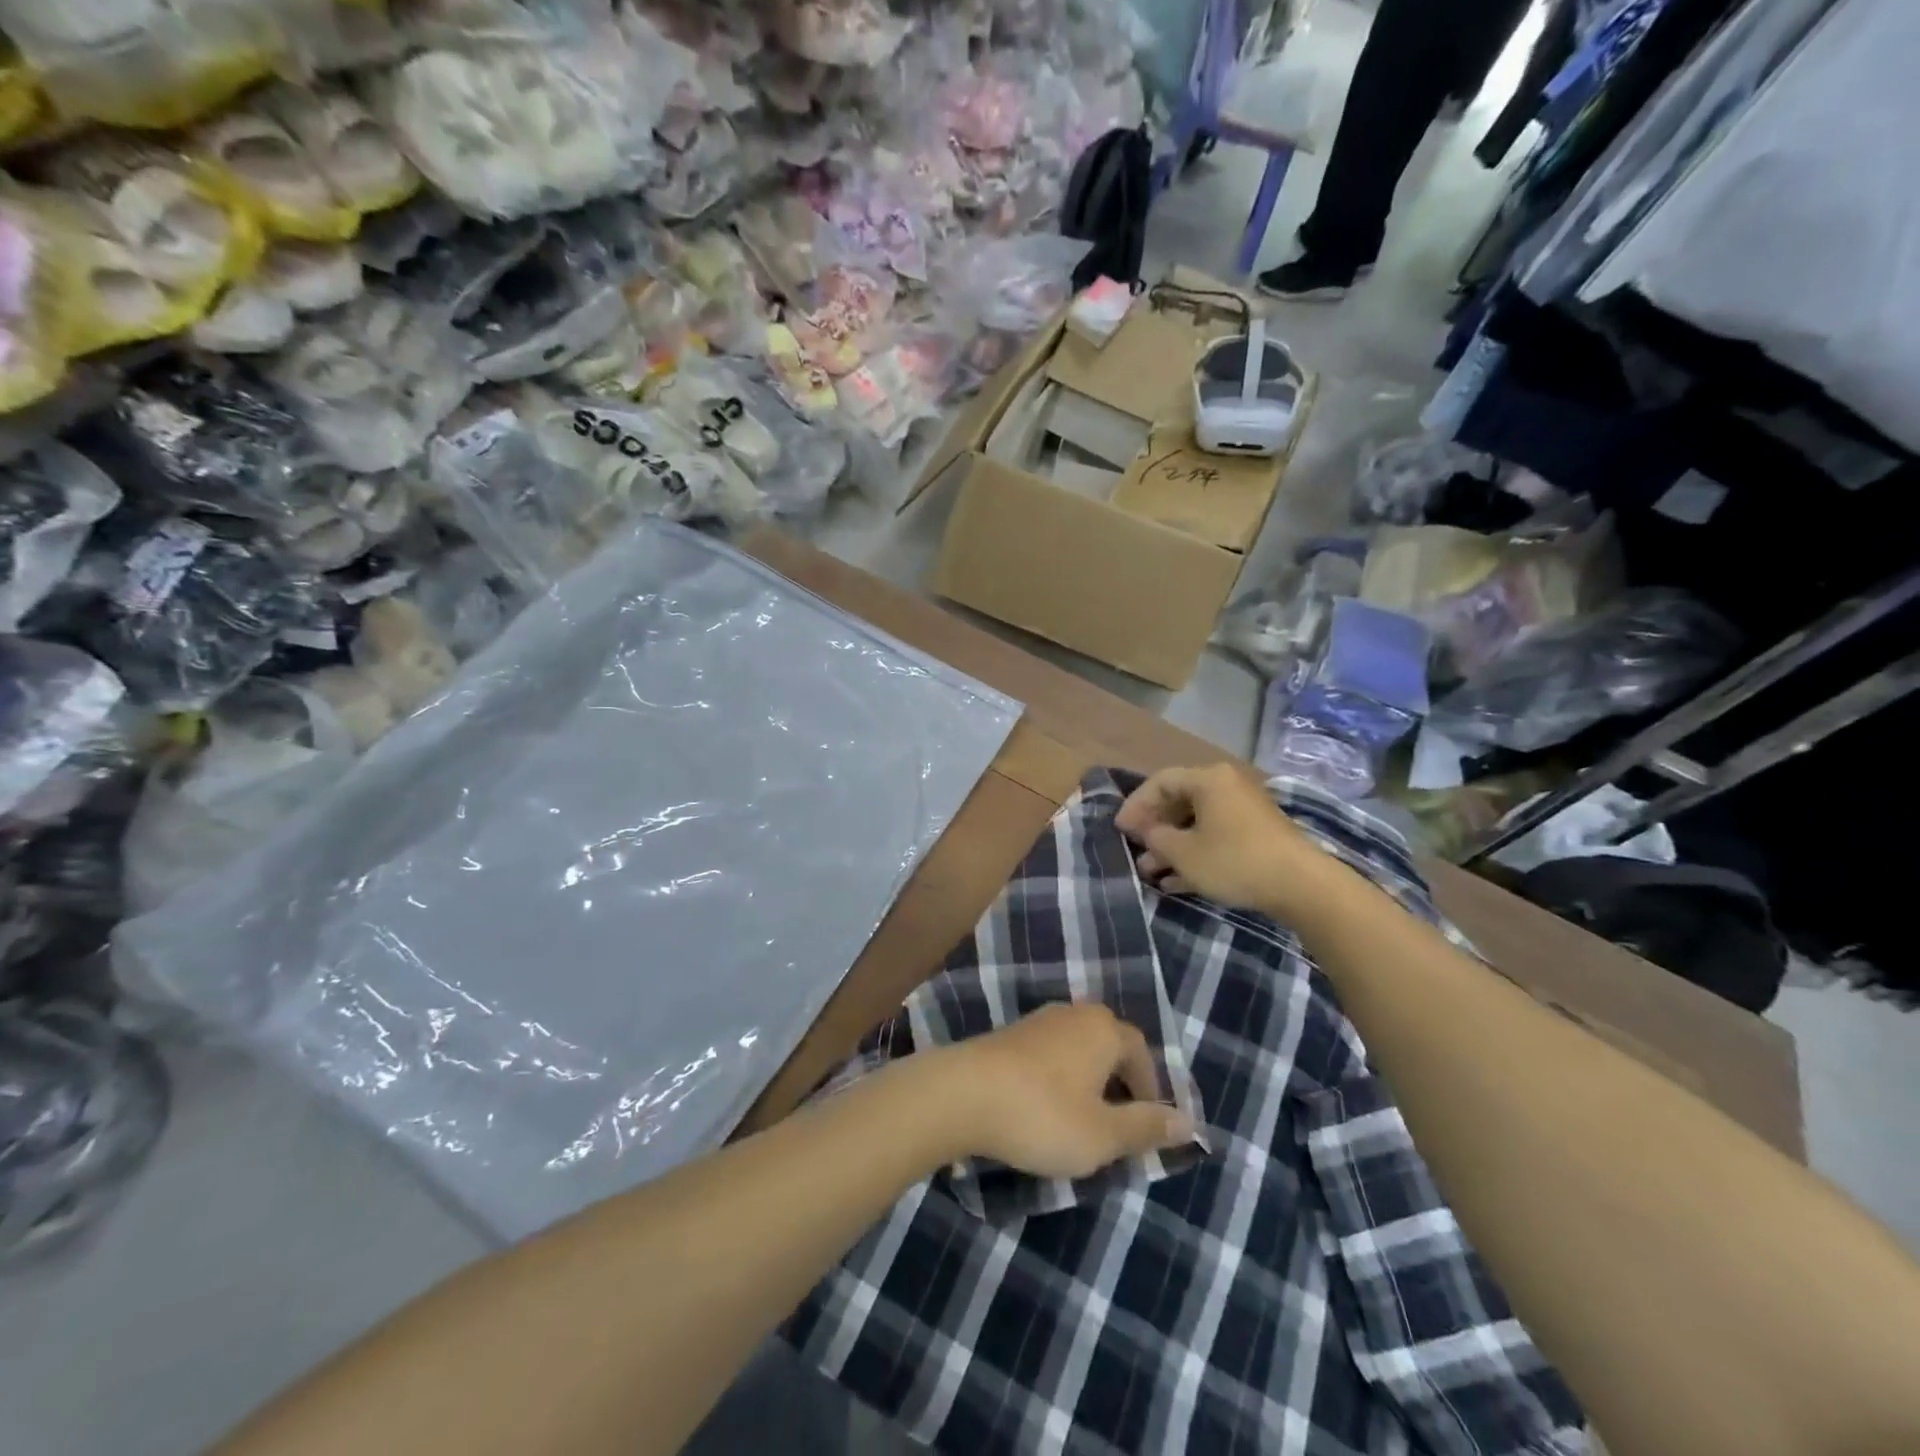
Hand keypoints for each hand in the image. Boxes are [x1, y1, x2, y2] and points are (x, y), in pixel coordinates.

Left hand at [935, 1004, 1195, 1179]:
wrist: (962, 1093)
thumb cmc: (1043, 1115)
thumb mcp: (1103, 1135)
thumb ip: (1147, 1127)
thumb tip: (1190, 1122)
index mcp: (1103, 1029)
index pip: (1142, 1051)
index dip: (1151, 1089)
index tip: (1147, 1127)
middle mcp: (1073, 1014)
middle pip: (1109, 1044)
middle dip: (1120, 1083)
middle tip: (1118, 1125)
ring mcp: (1038, 1020)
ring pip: (1078, 1048)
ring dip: (1088, 1081)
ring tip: (1083, 1121)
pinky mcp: (1009, 1035)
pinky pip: (1050, 1054)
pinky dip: (1059, 1078)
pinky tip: (1046, 1108)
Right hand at [1116, 763, 1321, 912]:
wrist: (1301, 886)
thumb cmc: (1234, 861)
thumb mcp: (1184, 853)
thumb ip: (1156, 837)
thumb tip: (1146, 831)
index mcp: (1208, 779)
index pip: (1160, 782)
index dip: (1135, 804)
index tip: (1120, 830)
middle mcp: (1227, 787)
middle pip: (1179, 801)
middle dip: (1154, 828)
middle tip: (1135, 850)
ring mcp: (1244, 811)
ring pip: (1197, 823)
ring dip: (1171, 846)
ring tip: (1151, 872)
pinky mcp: (1257, 835)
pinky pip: (1216, 837)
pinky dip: (1195, 854)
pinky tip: (1176, 881)